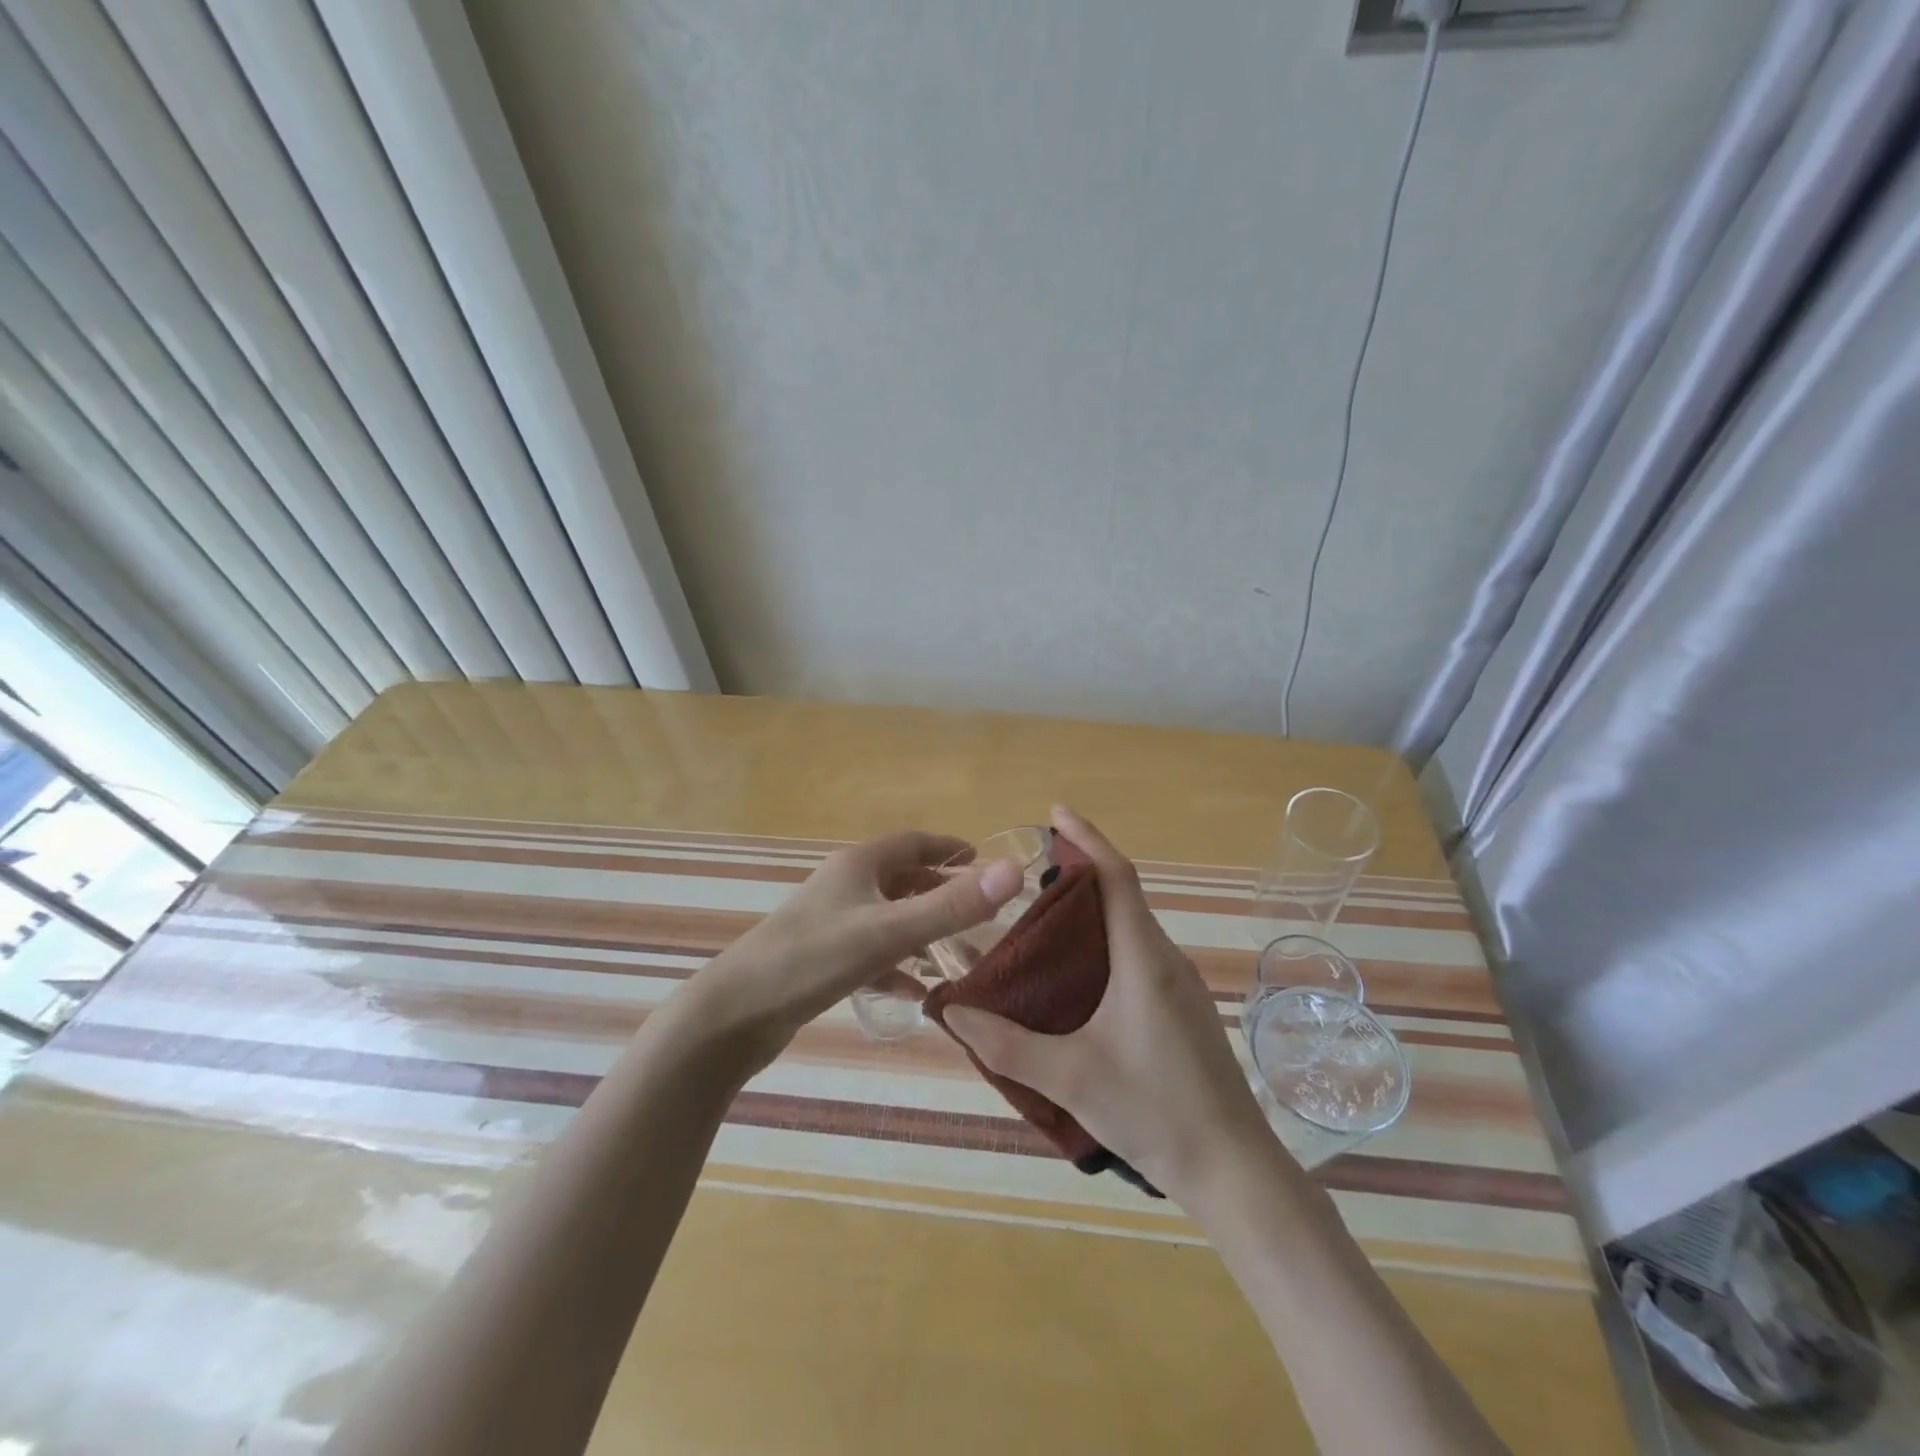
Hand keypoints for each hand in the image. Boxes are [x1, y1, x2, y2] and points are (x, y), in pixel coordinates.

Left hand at [688, 830, 1022, 1069]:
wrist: (734, 1014)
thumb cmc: (814, 959)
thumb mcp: (889, 932)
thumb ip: (952, 906)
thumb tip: (1014, 870)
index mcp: (859, 865)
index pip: (914, 842)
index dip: (950, 849)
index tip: (984, 862)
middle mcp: (844, 885)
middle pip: (902, 879)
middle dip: (941, 893)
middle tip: (980, 913)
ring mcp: (829, 922)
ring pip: (887, 917)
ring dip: (921, 931)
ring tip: (958, 954)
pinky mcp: (820, 958)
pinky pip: (870, 953)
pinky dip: (896, 966)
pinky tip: (915, 993)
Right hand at [943, 805, 1276, 1201]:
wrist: (1233, 1170)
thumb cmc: (1155, 1112)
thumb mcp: (1070, 1078)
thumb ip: (1006, 1043)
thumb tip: (952, 1008)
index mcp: (1143, 959)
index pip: (1117, 876)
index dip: (1087, 838)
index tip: (1056, 812)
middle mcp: (1165, 960)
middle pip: (1122, 896)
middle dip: (1080, 872)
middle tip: (1030, 873)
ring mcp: (1179, 986)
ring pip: (1130, 928)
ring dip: (1092, 911)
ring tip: (1043, 920)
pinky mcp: (1182, 1010)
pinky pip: (1138, 956)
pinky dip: (1104, 943)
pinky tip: (1076, 976)